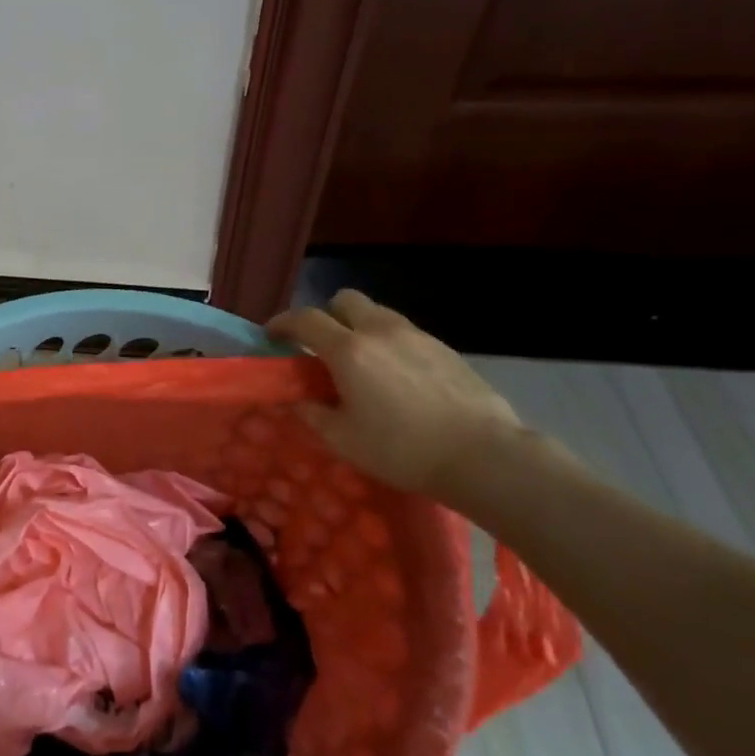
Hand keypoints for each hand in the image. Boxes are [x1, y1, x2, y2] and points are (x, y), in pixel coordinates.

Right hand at [267, 290, 522, 499]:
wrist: (483, 455)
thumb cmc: (403, 449)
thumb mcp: (344, 440)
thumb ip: (314, 414)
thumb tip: (301, 400)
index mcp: (348, 350)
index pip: (304, 319)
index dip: (282, 322)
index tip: (272, 335)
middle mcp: (379, 331)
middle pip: (344, 300)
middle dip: (326, 315)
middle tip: (321, 346)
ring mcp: (416, 335)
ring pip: (377, 313)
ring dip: (359, 327)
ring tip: (361, 362)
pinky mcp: (444, 348)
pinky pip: (404, 332)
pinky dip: (389, 343)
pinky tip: (397, 377)